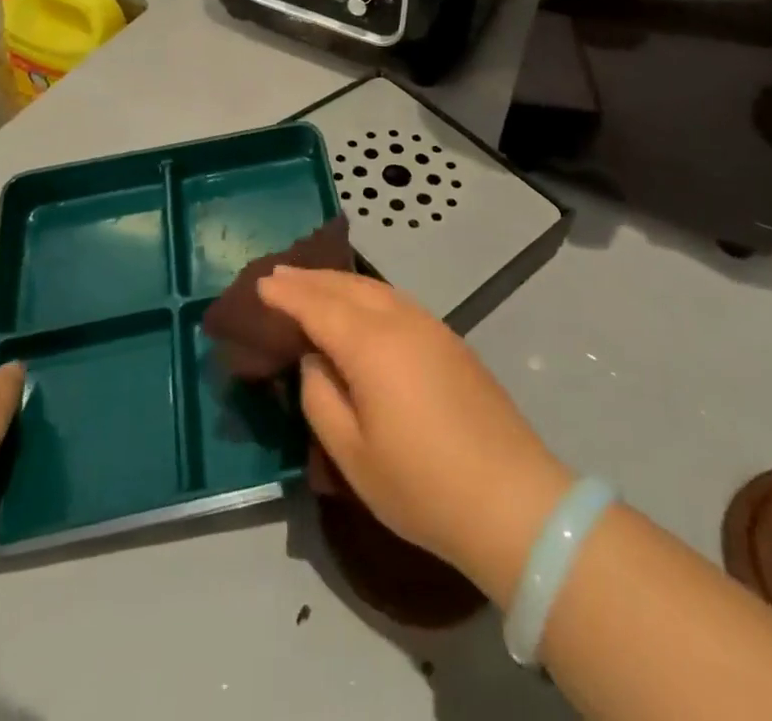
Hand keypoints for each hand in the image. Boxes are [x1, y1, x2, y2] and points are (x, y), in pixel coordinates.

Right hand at [258, 268, 571, 602]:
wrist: (512, 499)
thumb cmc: (422, 484)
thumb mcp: (352, 453)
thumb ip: (320, 397)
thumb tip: (315, 359)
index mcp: (371, 344)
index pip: (317, 305)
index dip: (287, 293)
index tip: (259, 283)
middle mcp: (400, 320)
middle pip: (346, 286)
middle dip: (310, 278)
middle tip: (278, 273)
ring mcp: (431, 326)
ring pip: (374, 288)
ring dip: (339, 281)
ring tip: (313, 282)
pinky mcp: (450, 339)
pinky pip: (396, 299)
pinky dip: (367, 293)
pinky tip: (360, 304)